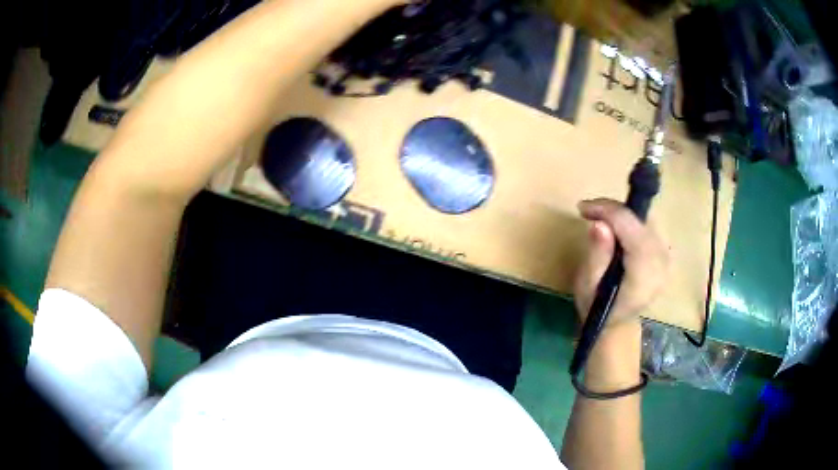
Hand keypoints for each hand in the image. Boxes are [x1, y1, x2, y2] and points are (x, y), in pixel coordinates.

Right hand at [573, 198, 668, 328]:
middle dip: (613, 210)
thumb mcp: (588, 286)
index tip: (582, 208)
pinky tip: (614, 226)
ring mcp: (666, 256)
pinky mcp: (665, 252)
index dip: (608, 211)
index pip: (632, 229)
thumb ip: (597, 255)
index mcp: (644, 274)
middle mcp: (661, 262)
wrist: (617, 323)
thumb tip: (600, 224)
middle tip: (588, 211)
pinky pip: (647, 225)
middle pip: (640, 220)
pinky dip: (630, 220)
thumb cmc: (598, 307)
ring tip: (599, 217)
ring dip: (621, 213)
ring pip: (645, 219)